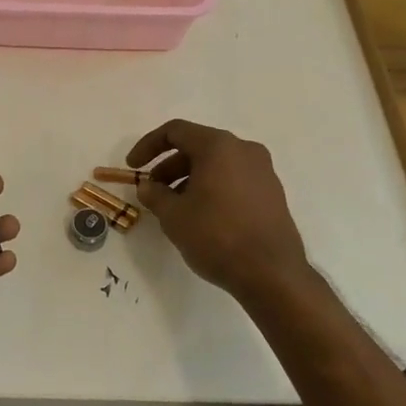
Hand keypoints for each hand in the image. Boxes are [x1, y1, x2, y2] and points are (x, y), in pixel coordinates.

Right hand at [127, 119, 307, 302]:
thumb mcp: (173, 215)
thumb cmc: (216, 236)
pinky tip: (201, 215)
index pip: (175, 131)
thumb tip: (148, 186)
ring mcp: (263, 171)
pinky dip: (211, 187)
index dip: (148, 146)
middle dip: (169, 166)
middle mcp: (244, 150)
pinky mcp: (272, 193)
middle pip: (197, 146)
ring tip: (174, 208)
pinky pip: (233, 179)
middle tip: (153, 191)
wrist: (271, 273)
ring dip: (189, 179)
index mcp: (219, 146)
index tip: (133, 167)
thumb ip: (154, 194)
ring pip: (216, 164)